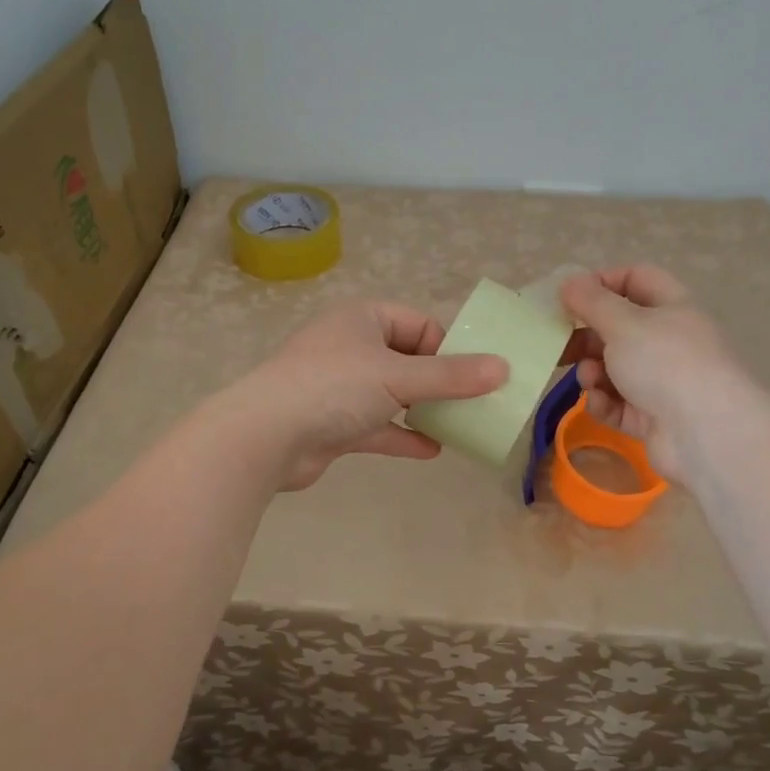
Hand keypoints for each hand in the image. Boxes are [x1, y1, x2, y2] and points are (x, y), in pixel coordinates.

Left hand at [245, 300, 508, 489]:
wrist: (266, 436)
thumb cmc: (334, 387)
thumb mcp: (399, 376)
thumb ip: (451, 376)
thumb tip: (503, 369)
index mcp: (363, 320)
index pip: (418, 324)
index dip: (448, 347)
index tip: (475, 375)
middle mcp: (350, 347)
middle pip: (407, 359)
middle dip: (440, 381)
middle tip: (475, 403)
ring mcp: (339, 387)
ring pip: (392, 394)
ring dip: (422, 409)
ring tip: (460, 426)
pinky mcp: (332, 423)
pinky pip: (376, 425)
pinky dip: (401, 435)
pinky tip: (432, 450)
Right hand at [559, 266, 742, 482]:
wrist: (706, 434)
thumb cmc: (664, 363)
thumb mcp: (623, 323)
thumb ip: (591, 302)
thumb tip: (569, 281)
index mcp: (670, 307)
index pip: (635, 279)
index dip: (603, 282)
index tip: (571, 297)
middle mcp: (668, 341)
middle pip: (619, 327)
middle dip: (587, 335)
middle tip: (560, 343)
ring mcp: (662, 381)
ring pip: (614, 368)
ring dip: (593, 371)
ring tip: (589, 379)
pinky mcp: (652, 417)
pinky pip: (618, 403)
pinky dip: (604, 402)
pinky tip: (599, 405)